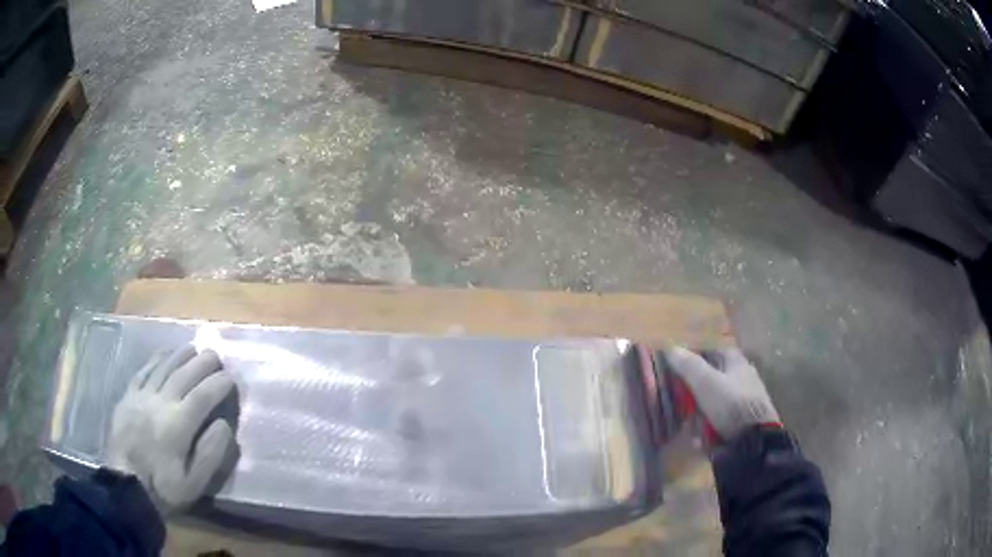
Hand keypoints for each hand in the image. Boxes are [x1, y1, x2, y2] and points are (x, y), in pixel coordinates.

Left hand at [107, 346, 235, 513]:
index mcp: (177, 426)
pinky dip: (156, 360)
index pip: (202, 397)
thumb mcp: (194, 484)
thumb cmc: (164, 488)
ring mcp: (141, 397)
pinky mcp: (128, 397)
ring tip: (194, 348)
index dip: (218, 385)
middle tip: (215, 356)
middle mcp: (160, 403)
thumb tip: (224, 425)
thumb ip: (210, 454)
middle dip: (202, 363)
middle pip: (183, 375)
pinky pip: (143, 371)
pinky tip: (164, 354)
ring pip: (163, 368)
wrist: (127, 487)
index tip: (231, 379)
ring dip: (180, 355)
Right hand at [665, 347, 779, 441]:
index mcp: (737, 361)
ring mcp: (745, 400)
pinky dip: (709, 429)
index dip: (694, 358)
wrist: (754, 440)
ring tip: (689, 428)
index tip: (676, 370)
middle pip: (712, 379)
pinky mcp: (745, 421)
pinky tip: (700, 440)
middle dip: (693, 394)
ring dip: (699, 415)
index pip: (712, 351)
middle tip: (681, 405)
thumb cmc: (730, 404)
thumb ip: (688, 365)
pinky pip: (720, 421)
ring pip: (714, 403)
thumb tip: (670, 347)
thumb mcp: (706, 383)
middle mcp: (743, 377)